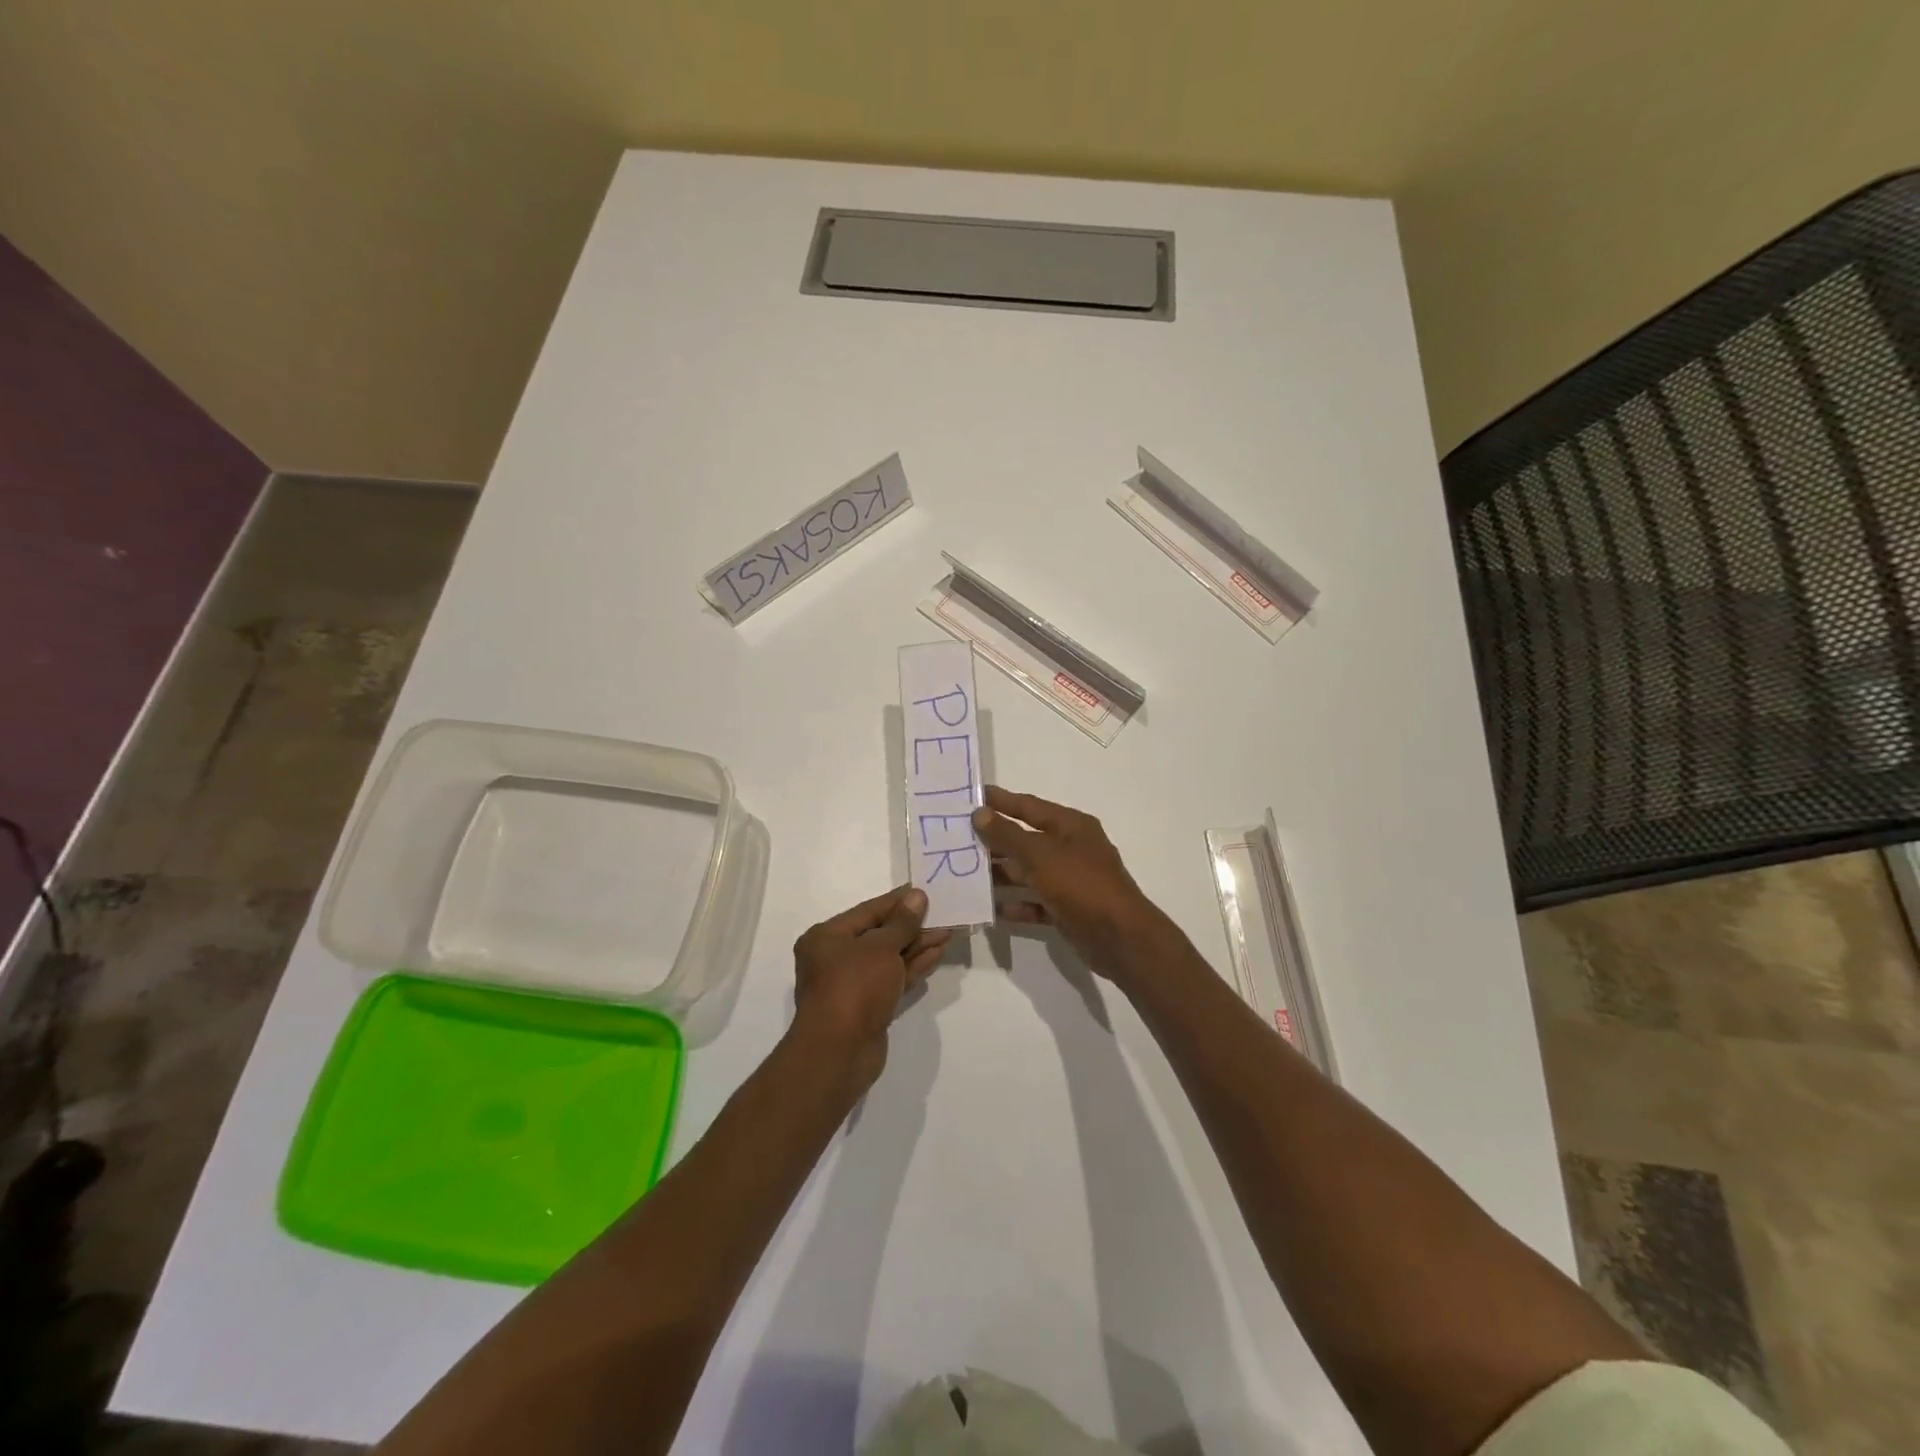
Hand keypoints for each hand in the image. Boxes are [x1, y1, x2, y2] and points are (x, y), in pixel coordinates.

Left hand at [790, 886, 951, 1094]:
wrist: (839, 1053)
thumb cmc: (854, 987)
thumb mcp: (880, 948)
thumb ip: (902, 923)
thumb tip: (917, 897)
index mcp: (827, 937)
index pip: (868, 910)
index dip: (898, 900)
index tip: (925, 890)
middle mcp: (835, 958)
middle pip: (879, 934)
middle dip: (912, 924)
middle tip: (943, 912)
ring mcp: (853, 984)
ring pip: (889, 958)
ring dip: (917, 945)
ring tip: (948, 931)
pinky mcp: (868, 1007)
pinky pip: (893, 978)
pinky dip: (913, 966)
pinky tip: (937, 953)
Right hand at [971, 786, 1171, 982]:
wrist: (1120, 938)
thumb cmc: (1081, 884)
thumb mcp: (1040, 854)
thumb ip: (1007, 835)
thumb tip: (980, 813)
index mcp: (1070, 826)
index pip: (1029, 806)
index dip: (1001, 801)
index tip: (972, 796)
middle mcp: (1070, 849)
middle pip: (1025, 839)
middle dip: (994, 840)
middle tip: (957, 838)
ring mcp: (1069, 880)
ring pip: (1027, 872)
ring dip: (1000, 873)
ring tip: (964, 873)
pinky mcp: (1067, 909)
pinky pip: (1034, 902)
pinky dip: (1015, 904)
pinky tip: (990, 907)